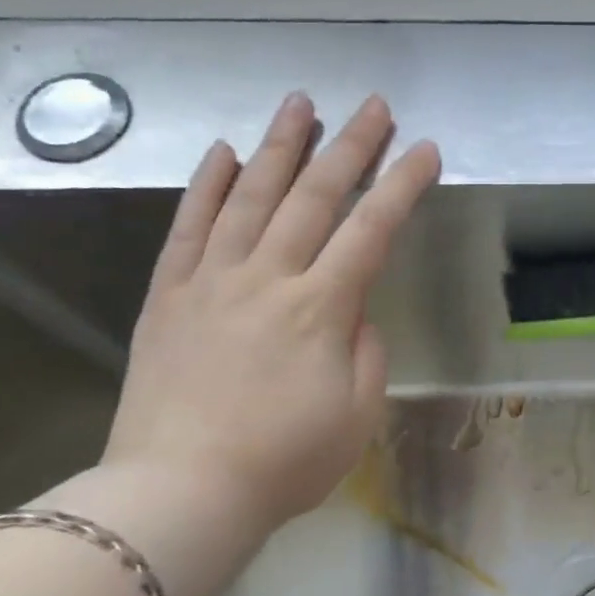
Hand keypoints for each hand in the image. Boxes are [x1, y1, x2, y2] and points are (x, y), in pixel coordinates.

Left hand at [102, 93, 439, 543]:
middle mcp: (268, 279)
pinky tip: (224, 152)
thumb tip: (355, 312)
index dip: (402, 185)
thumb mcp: (358, 414)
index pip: (372, 230)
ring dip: (280, 145)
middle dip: (349, 146)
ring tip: (300, 103)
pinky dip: (208, 185)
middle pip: (315, 197)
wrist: (180, 492)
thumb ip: (367, 351)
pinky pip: (189, 227)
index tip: (425, 150)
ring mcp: (213, 281)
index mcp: (321, 310)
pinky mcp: (169, 295)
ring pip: (250, 196)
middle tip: (372, 106)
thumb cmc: (285, 461)